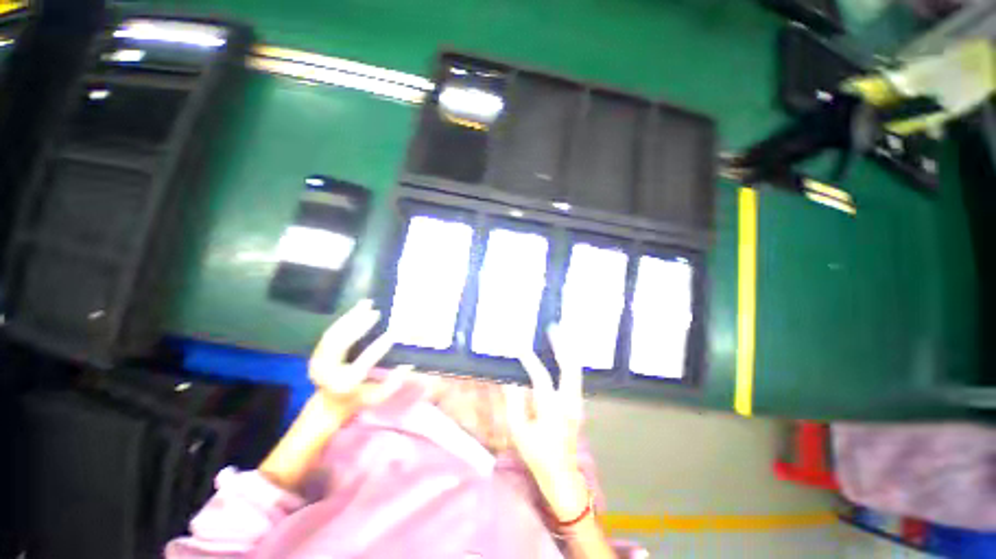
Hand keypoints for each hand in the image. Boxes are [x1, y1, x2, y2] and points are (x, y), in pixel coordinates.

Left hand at [259, 300, 406, 490]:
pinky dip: (344, 320)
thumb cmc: (357, 400)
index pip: (364, 363)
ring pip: (334, 334)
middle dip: (358, 326)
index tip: (393, 333)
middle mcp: (328, 372)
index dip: (379, 348)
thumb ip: (393, 383)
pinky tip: (356, 310)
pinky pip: (330, 333)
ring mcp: (319, 361)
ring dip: (350, 317)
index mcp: (345, 384)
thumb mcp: (378, 397)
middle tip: (375, 312)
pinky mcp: (317, 353)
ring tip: (366, 304)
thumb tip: (409, 364)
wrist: (326, 406)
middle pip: (341, 344)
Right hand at [504, 325, 589, 520]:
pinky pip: (575, 376)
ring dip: (568, 350)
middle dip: (561, 345)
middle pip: (569, 368)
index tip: (518, 345)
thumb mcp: (518, 431)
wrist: (561, 473)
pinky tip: (563, 351)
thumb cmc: (536, 454)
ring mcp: (577, 403)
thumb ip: (514, 402)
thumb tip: (510, 377)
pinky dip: (569, 360)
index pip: (541, 378)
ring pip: (576, 370)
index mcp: (552, 412)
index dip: (529, 360)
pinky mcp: (578, 403)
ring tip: (560, 333)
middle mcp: (569, 404)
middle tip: (553, 328)